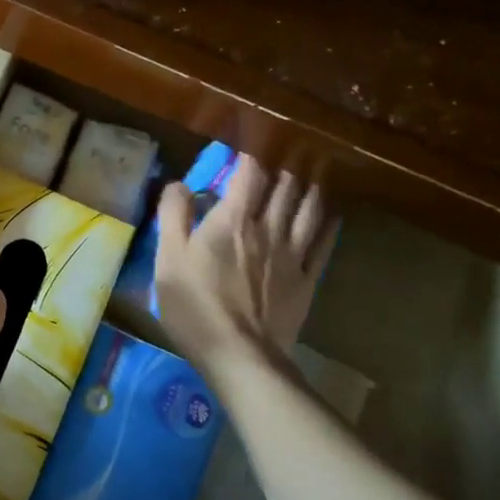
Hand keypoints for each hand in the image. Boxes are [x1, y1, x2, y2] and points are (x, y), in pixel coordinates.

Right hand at [154, 156, 336, 369]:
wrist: (240, 355)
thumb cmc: (195, 305)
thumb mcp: (168, 259)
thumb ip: (173, 216)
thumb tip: (179, 184)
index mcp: (233, 219)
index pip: (249, 173)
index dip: (250, 155)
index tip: (247, 145)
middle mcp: (268, 228)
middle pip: (284, 188)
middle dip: (283, 169)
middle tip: (284, 158)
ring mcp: (293, 255)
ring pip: (309, 210)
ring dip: (310, 190)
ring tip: (310, 177)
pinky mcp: (306, 280)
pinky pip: (324, 244)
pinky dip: (329, 225)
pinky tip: (332, 216)